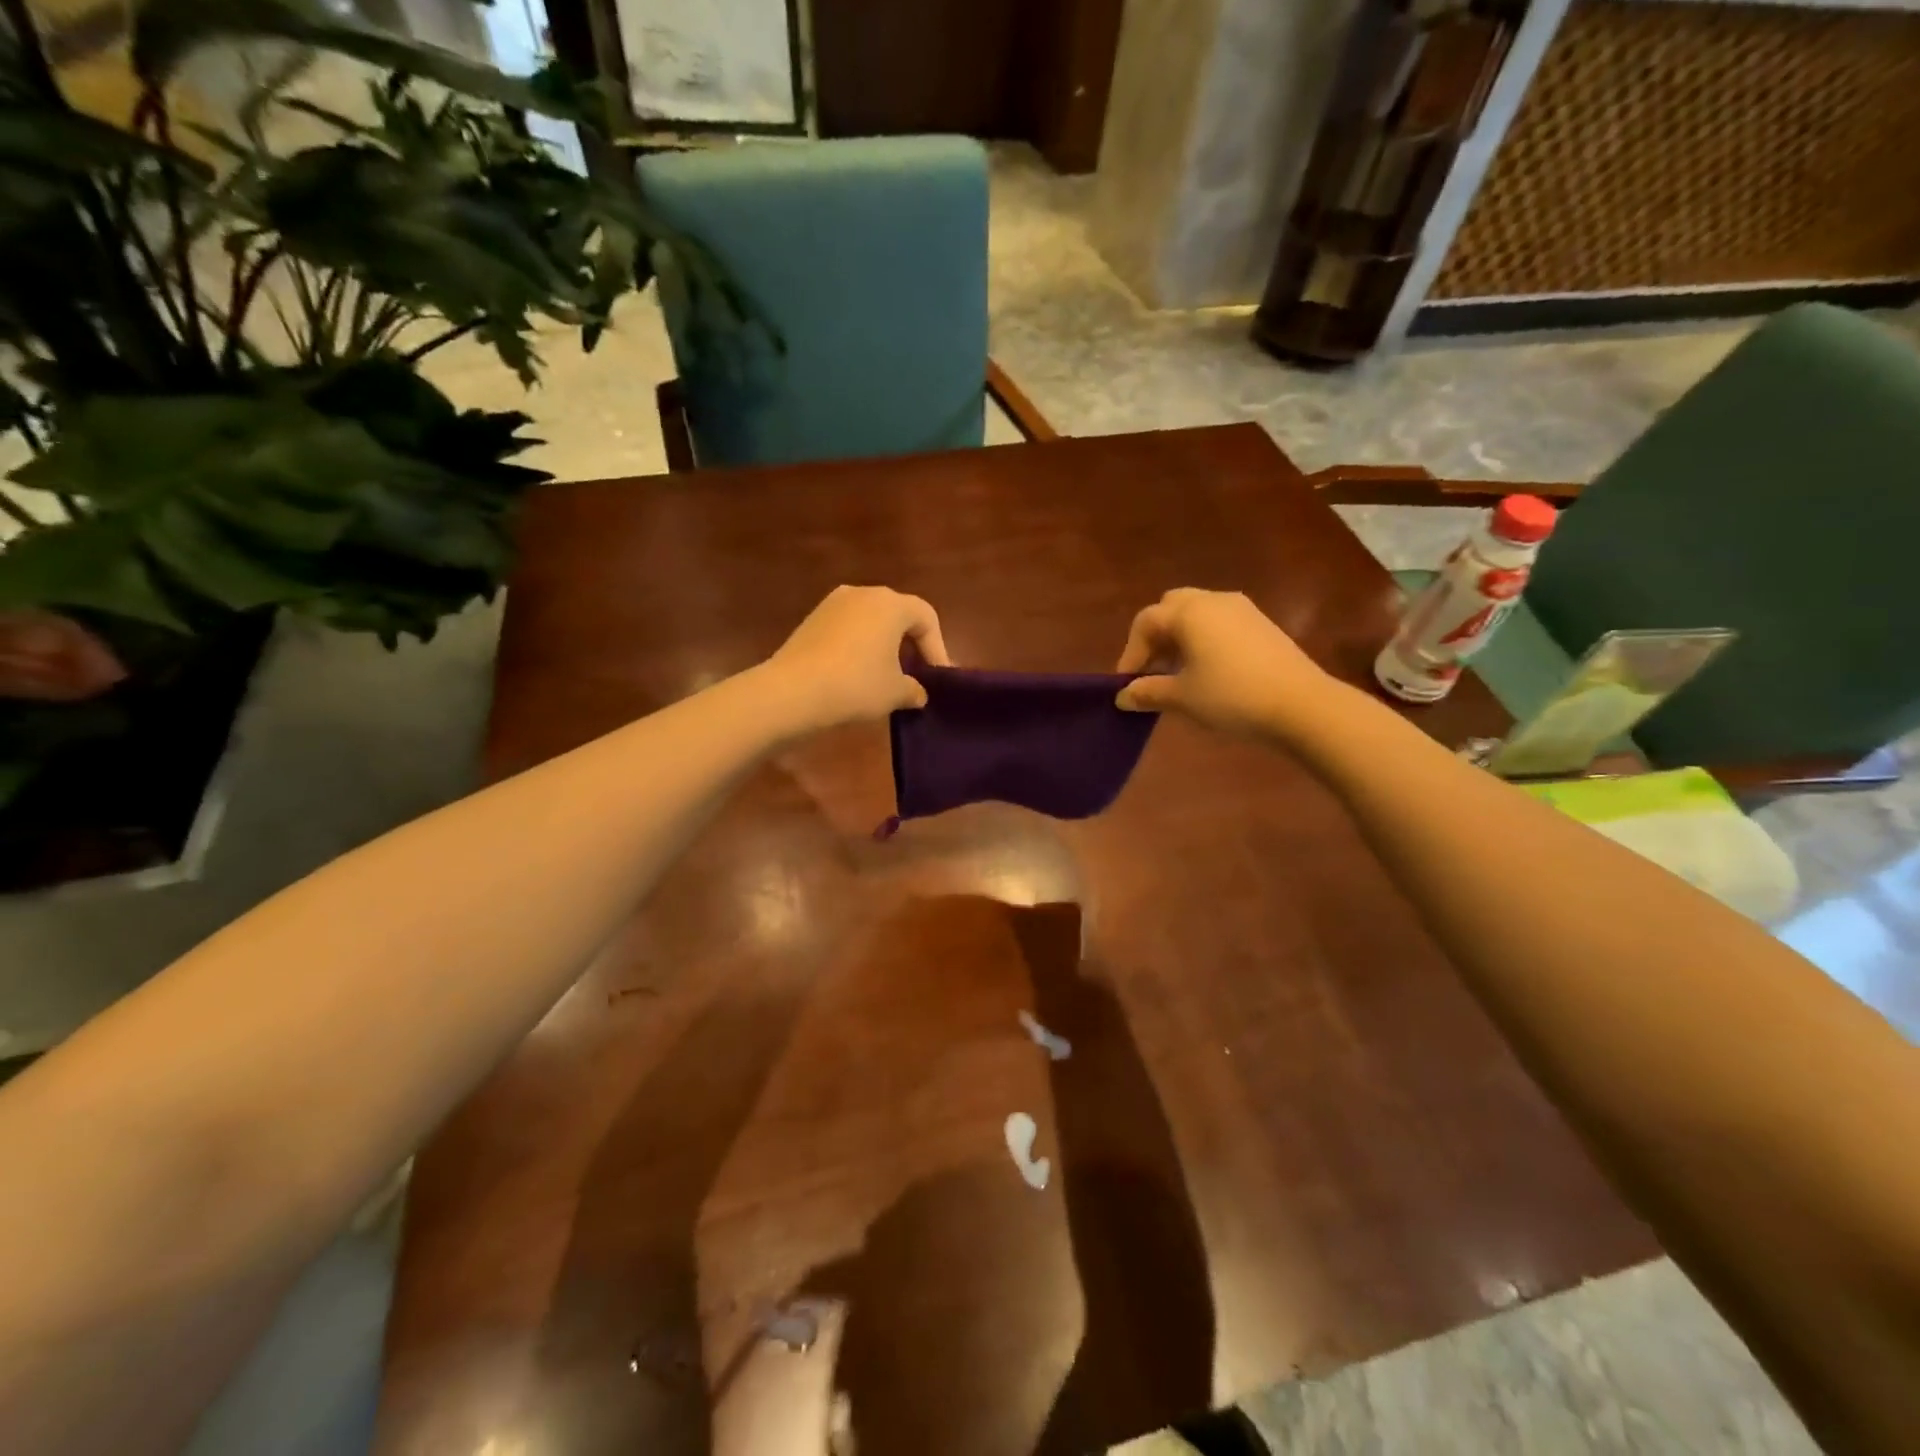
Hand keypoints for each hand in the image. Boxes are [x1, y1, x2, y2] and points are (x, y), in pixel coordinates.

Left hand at [760, 585, 950, 731]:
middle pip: (897, 614)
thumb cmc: (856, 685)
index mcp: (891, 604)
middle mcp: (863, 593)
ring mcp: (832, 604)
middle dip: (910, 644)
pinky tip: (855, 674)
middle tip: (916, 674)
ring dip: (882, 645)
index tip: (937, 677)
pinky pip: (847, 629)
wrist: (792, 691)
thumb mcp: (895, 693)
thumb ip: (914, 690)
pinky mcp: (811, 619)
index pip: (926, 617)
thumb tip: (918, 693)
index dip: (937, 647)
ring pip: (870, 621)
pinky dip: (858, 647)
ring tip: (885, 676)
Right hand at [1114, 588, 1339, 739]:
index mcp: (1189, 612)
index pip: (1145, 622)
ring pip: (1197, 614)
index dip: (1130, 653)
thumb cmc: (1231, 696)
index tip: (1127, 685)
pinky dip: (1203, 640)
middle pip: (1171, 607)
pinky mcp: (1261, 624)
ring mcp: (1242, 609)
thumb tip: (1123, 696)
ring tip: (1177, 674)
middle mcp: (1213, 601)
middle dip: (1155, 637)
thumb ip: (1148, 692)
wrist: (1301, 704)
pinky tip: (1207, 671)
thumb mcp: (1182, 697)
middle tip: (1151, 670)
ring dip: (1179, 638)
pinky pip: (1219, 623)